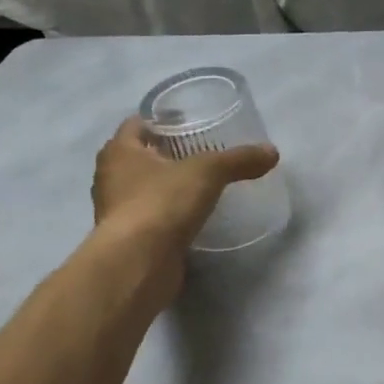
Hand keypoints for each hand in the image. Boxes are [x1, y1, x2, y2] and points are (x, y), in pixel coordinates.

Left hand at [90, 117, 278, 258]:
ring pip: (145, 188)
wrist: (138, 264)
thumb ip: (239, 160)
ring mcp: (118, 212)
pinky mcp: (131, 240)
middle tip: (202, 151)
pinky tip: (195, 216)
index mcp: (119, 151)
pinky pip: (152, 218)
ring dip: (168, 185)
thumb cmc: (162, 202)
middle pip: (141, 156)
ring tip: (202, 183)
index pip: (137, 124)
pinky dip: (170, 214)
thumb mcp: (208, 172)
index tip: (189, 121)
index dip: (162, 119)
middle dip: (167, 152)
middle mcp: (111, 178)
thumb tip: (272, 152)